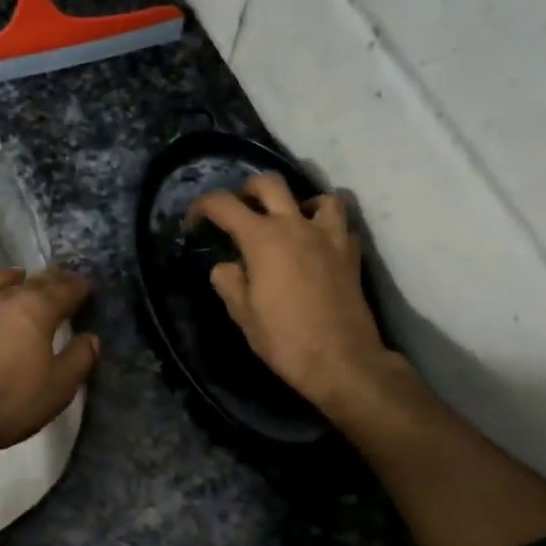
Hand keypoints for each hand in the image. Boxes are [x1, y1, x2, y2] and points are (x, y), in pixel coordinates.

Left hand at [0, 267, 99, 460]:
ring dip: (12, 281)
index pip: (64, 289)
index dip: (78, 287)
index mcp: (36, 310)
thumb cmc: (10, 401)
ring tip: (19, 279)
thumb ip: (79, 358)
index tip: (86, 287)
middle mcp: (3, 299)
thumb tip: (90, 337)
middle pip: (31, 281)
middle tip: (59, 279)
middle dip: (49, 279)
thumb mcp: (58, 388)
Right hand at [187, 174, 404, 419]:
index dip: (202, 207)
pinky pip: (340, 223)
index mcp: (262, 238)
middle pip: (269, 183)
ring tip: (290, 223)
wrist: (341, 361)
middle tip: (240, 210)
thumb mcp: (242, 313)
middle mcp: (295, 226)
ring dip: (299, 203)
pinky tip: (317, 244)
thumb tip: (228, 266)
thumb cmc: (284, 338)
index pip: (223, 205)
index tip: (194, 222)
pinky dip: (326, 225)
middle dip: (248, 190)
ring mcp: (328, 236)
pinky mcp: (351, 253)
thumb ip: (228, 281)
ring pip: (317, 196)